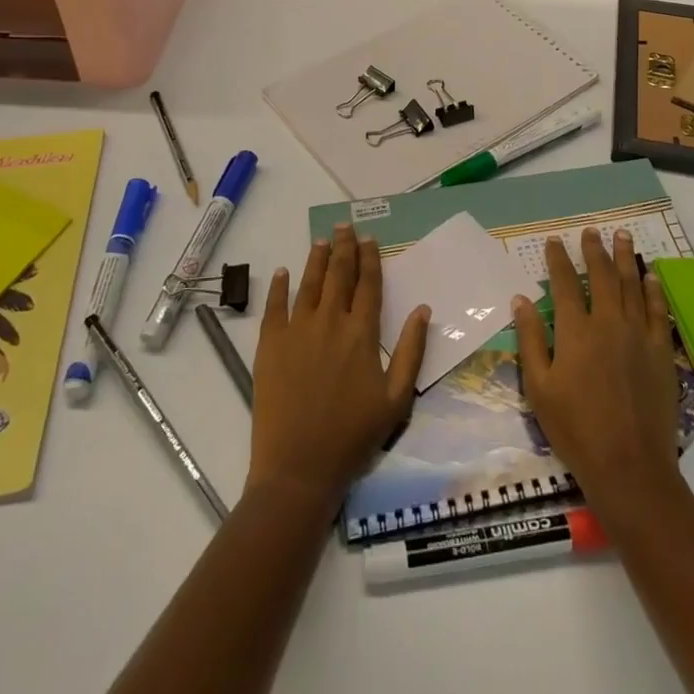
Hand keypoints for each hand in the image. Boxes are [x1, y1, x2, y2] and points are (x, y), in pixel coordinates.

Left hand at [248, 222, 428, 515]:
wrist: (299, 467)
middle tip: (345, 226)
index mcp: (361, 333)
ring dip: (317, 258)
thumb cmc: (353, 437)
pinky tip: (282, 272)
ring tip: (322, 240)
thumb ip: (411, 351)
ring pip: (309, 283)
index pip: (368, 284)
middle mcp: (330, 321)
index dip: (370, 258)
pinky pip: (275, 306)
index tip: (370, 239)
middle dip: (344, 247)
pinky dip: (279, 286)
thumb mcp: (396, 400)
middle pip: (339, 274)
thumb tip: (424, 310)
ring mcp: (297, 330)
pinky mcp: (270, 344)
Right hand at [513, 228, 680, 515]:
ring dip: (625, 257)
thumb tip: (521, 299)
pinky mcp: (660, 351)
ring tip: (621, 235)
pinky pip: (657, 311)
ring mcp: (638, 335)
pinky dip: (653, 289)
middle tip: (590, 231)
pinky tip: (651, 276)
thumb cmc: (575, 429)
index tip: (554, 241)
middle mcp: (608, 322)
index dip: (558, 259)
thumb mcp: (539, 387)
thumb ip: (531, 340)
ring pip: (631, 285)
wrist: (629, 466)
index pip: (564, 283)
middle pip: (601, 276)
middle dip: (594, 250)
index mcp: (575, 331)